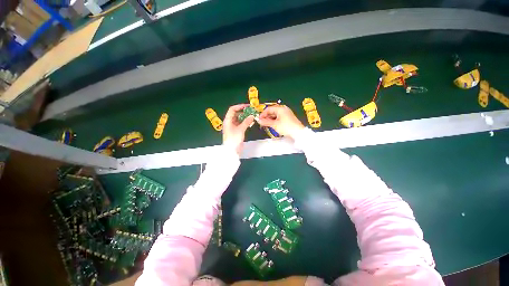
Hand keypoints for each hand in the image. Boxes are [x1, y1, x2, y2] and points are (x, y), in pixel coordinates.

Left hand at [222, 104, 254, 153]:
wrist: (232, 150)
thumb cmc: (234, 139)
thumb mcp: (240, 129)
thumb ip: (246, 122)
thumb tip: (252, 116)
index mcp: (228, 120)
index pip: (232, 109)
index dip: (239, 106)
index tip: (247, 106)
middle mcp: (229, 122)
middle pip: (236, 114)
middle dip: (243, 112)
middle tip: (251, 111)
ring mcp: (233, 126)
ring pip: (239, 119)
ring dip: (245, 117)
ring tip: (252, 116)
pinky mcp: (236, 130)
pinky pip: (240, 123)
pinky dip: (245, 122)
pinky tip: (250, 122)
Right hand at [258, 105, 303, 137]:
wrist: (298, 132)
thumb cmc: (286, 127)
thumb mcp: (274, 125)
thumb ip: (266, 122)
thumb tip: (259, 121)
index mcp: (280, 109)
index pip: (269, 109)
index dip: (263, 114)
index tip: (259, 119)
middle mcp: (284, 109)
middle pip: (272, 111)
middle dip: (266, 117)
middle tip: (262, 122)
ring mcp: (286, 113)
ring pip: (276, 115)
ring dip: (270, 119)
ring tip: (266, 124)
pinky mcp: (288, 117)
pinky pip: (279, 117)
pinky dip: (275, 120)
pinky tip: (272, 124)